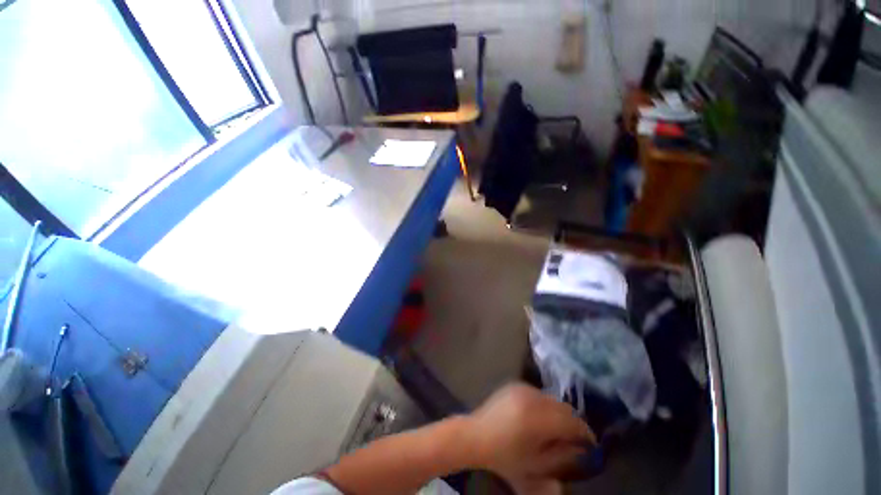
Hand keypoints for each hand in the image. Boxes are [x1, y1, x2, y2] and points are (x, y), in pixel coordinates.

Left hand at [464, 383, 595, 493]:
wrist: (476, 435)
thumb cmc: (504, 456)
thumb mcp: (536, 464)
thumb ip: (561, 456)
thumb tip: (580, 448)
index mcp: (536, 417)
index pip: (571, 421)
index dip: (585, 433)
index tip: (590, 445)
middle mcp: (531, 396)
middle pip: (563, 407)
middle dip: (573, 423)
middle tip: (575, 440)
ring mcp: (522, 387)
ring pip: (552, 399)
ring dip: (559, 414)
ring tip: (557, 430)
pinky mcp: (515, 384)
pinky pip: (539, 394)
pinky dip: (545, 405)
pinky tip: (540, 419)